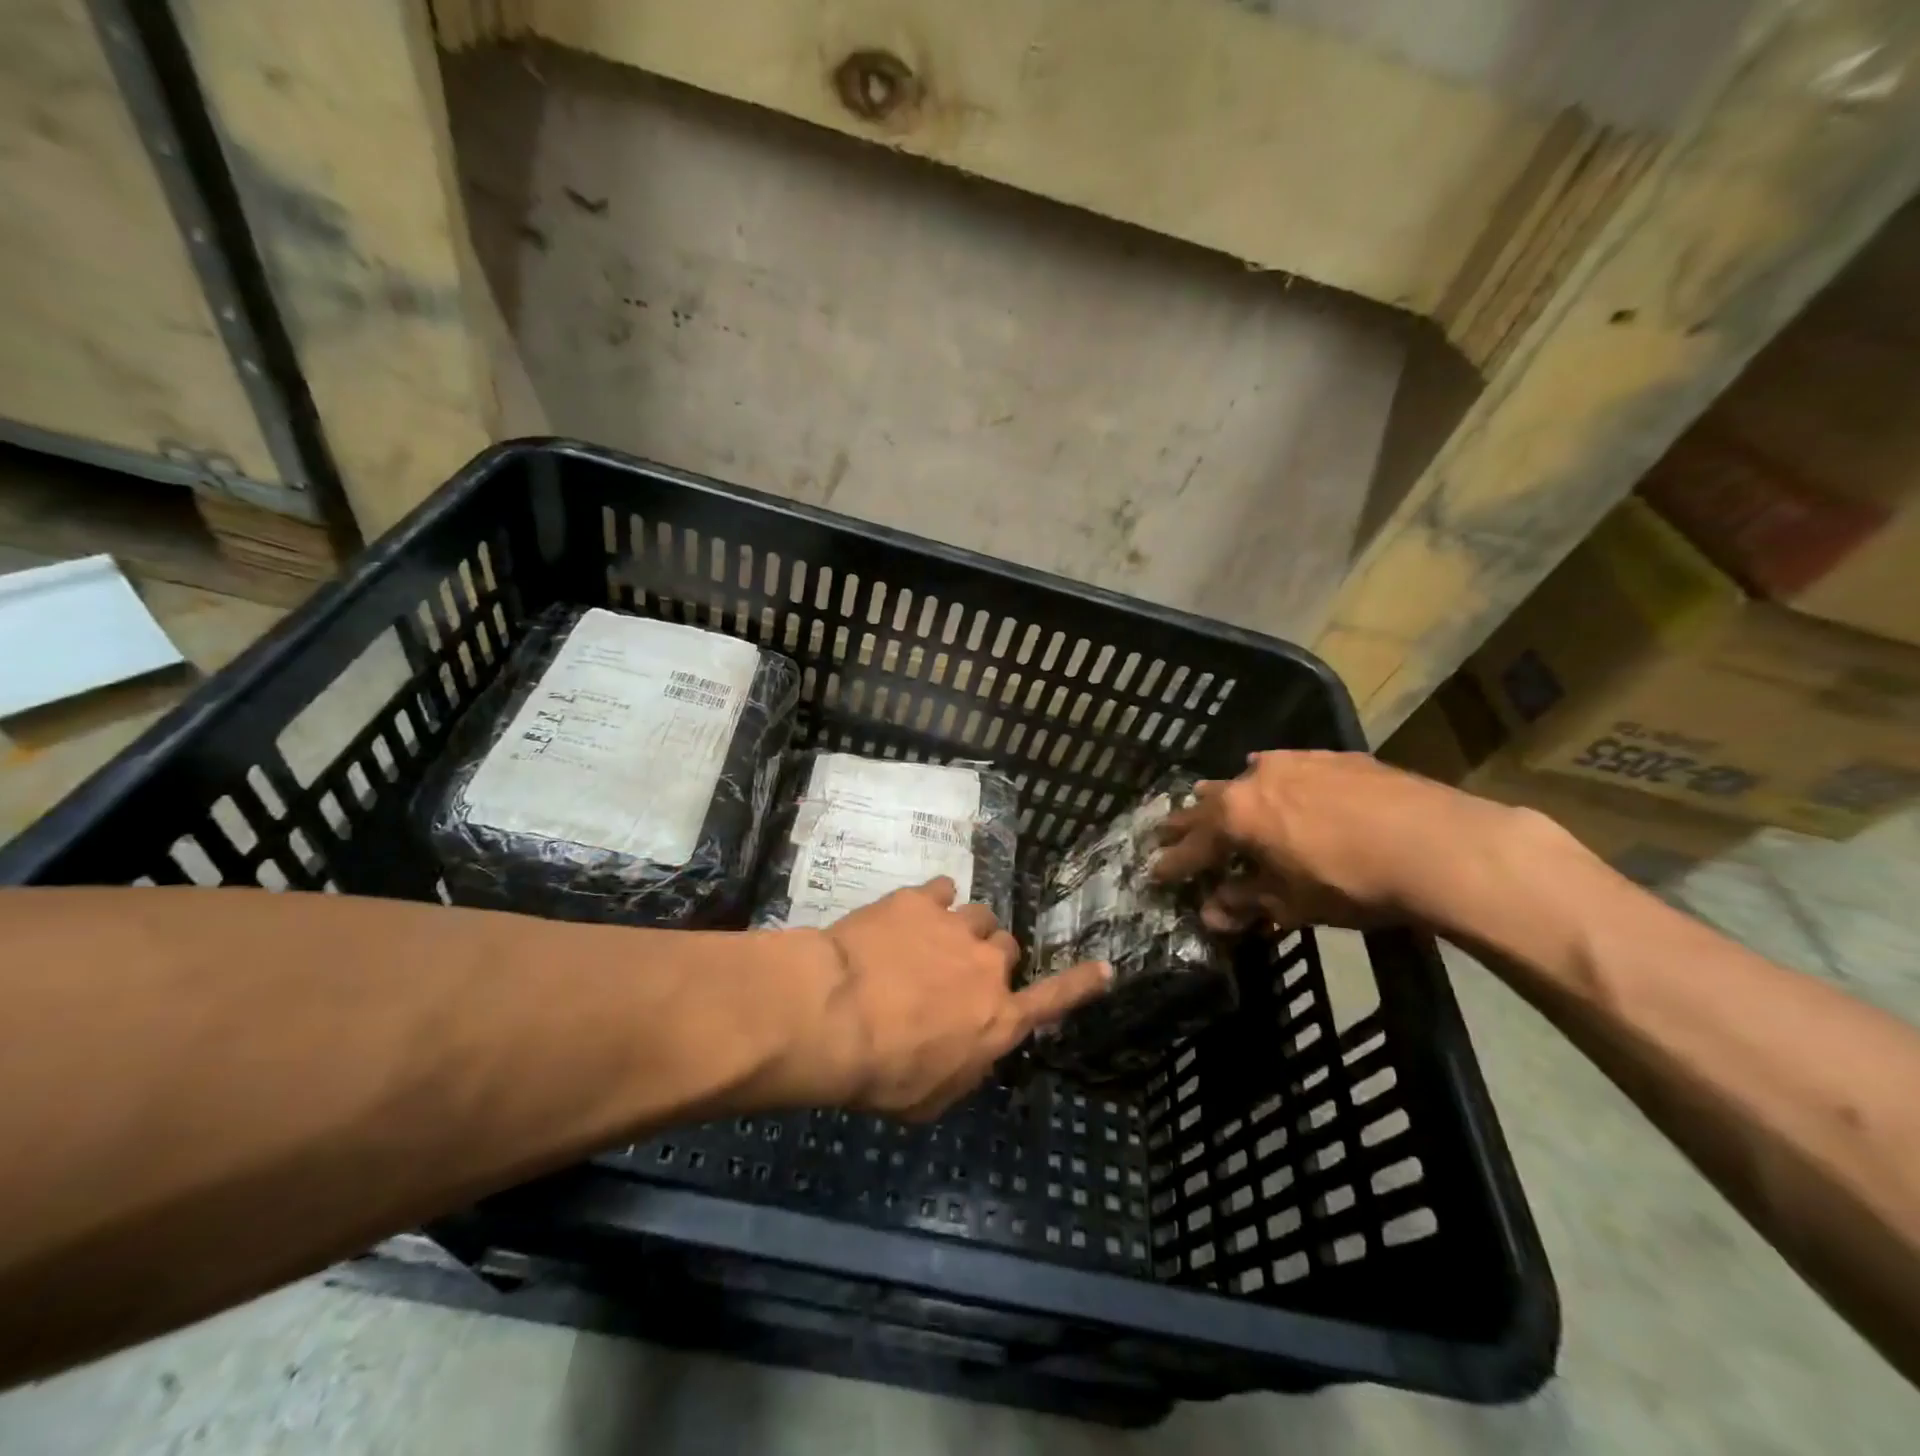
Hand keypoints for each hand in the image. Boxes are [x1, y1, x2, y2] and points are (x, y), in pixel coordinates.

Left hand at [789, 878, 1112, 1119]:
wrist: (833, 1015)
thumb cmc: (881, 1073)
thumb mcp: (929, 1099)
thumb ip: (962, 1069)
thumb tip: (970, 1051)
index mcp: (998, 1019)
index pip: (1054, 999)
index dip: (1082, 983)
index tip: (1105, 967)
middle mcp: (988, 967)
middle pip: (1006, 950)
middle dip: (988, 961)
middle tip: (954, 974)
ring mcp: (956, 926)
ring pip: (979, 916)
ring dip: (962, 929)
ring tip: (931, 940)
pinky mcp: (919, 900)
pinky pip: (941, 890)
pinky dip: (932, 902)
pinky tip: (910, 914)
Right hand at [1152, 750, 1535, 931]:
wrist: (1437, 844)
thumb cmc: (1352, 882)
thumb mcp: (1293, 902)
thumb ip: (1246, 902)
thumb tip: (1212, 914)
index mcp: (1238, 816)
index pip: (1193, 844)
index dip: (1173, 862)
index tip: (1154, 872)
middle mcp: (1255, 779)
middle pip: (1210, 803)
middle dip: (1189, 822)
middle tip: (1168, 831)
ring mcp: (1295, 762)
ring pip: (1246, 778)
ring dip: (1227, 795)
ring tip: (1211, 798)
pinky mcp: (1332, 757)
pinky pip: (1285, 766)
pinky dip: (1270, 779)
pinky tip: (1274, 778)